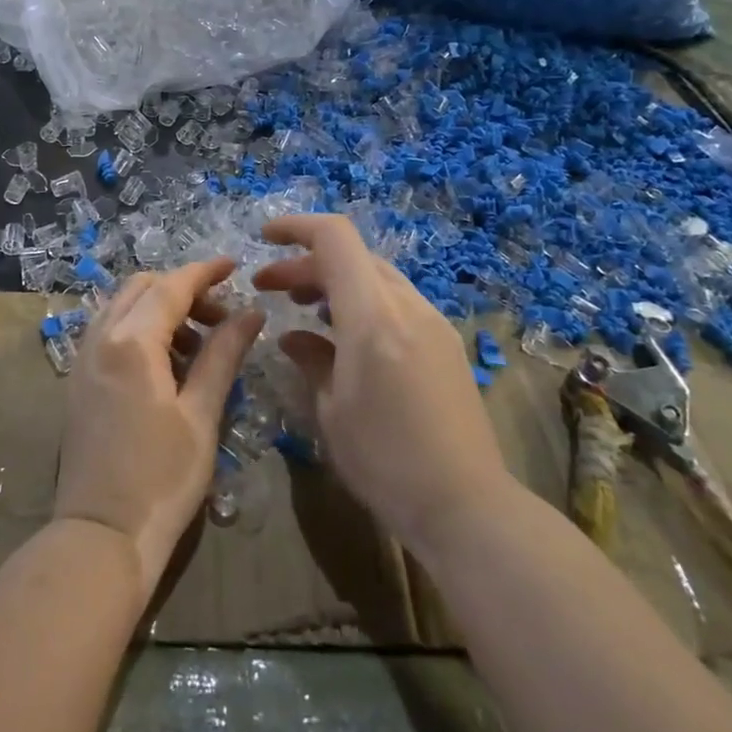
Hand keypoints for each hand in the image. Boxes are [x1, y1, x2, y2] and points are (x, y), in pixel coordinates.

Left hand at [54, 258, 264, 603]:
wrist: (101, 536)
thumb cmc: (161, 478)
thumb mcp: (201, 414)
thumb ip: (223, 354)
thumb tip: (251, 313)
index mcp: (131, 342)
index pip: (172, 286)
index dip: (205, 272)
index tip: (235, 265)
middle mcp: (100, 338)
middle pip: (142, 288)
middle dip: (182, 289)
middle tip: (220, 316)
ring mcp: (83, 360)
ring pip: (123, 307)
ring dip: (161, 309)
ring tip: (200, 344)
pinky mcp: (79, 381)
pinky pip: (111, 332)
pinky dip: (141, 329)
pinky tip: (168, 364)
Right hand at [252, 215, 513, 555]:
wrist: (466, 505)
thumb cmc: (385, 461)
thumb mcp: (332, 411)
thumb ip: (311, 359)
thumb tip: (293, 337)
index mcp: (373, 317)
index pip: (334, 239)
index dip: (296, 227)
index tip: (264, 237)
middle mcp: (407, 306)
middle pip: (353, 256)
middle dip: (306, 263)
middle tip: (270, 288)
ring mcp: (433, 322)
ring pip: (376, 277)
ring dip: (335, 281)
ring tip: (304, 309)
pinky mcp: (445, 343)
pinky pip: (396, 302)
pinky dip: (362, 302)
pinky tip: (344, 336)